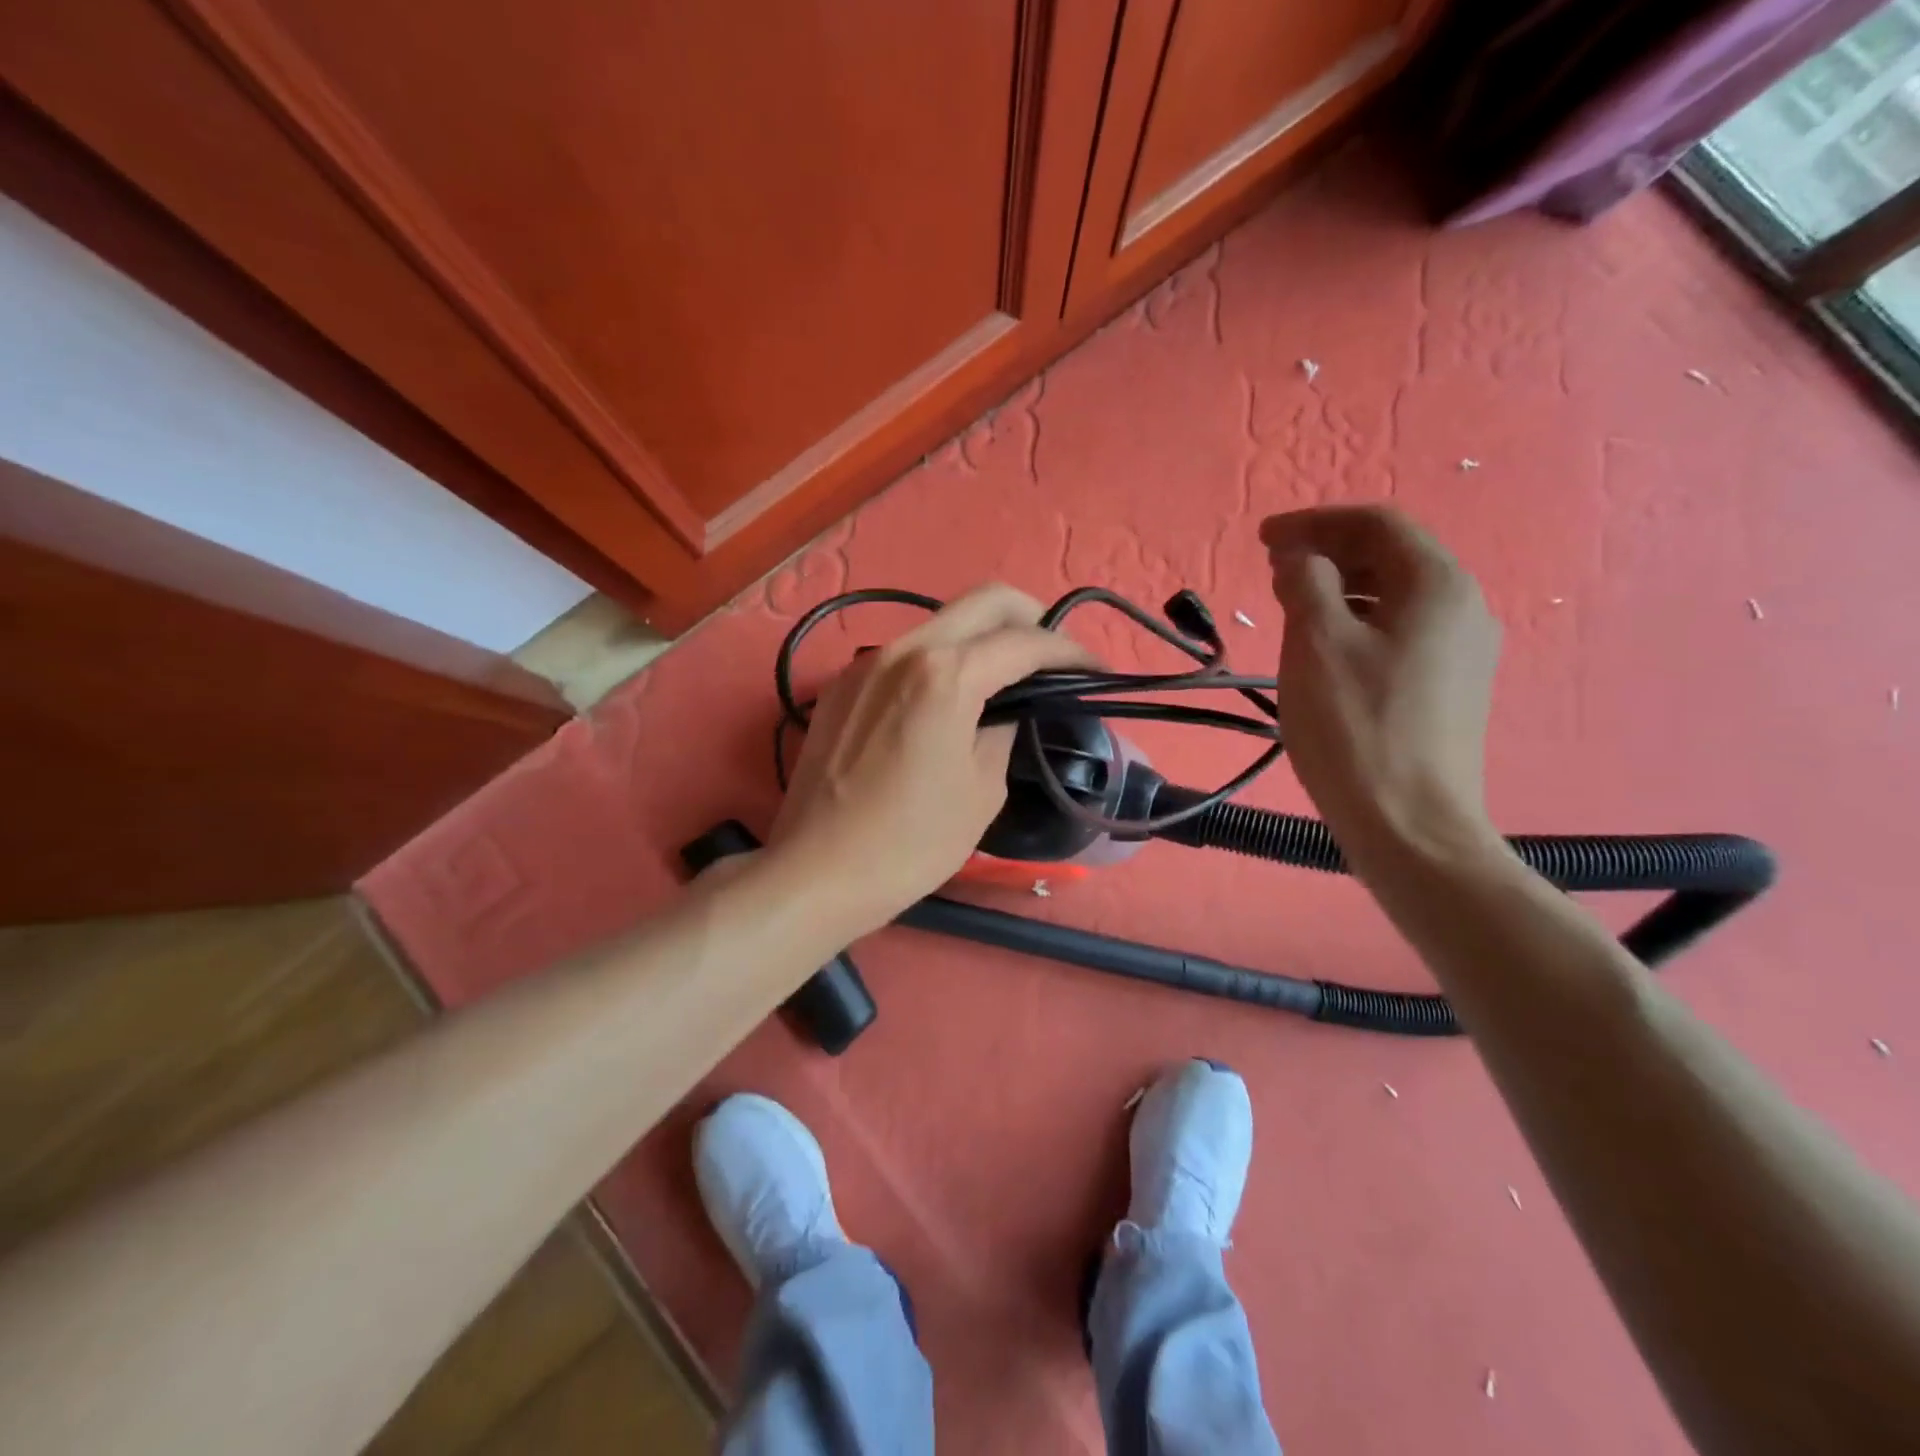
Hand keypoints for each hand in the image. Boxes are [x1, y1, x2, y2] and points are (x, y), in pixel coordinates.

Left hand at [767, 583, 1091, 933]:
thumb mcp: (982, 790)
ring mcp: (866, 663)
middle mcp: (904, 649)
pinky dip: (940, 661)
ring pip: (940, 622)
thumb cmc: (911, 842)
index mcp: (945, 674)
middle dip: (1031, 618)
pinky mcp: (842, 686)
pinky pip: (905, 653)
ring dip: (981, 638)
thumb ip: (1005, 732)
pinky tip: (945, 702)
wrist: (816, 872)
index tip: (1096, 671)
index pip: (1025, 641)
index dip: (1071, 652)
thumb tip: (1009, 709)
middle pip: (984, 601)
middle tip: (1051, 659)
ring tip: (1002, 681)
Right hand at [1261, 506, 1501, 865]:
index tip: (1261, 539)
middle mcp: (1463, 606)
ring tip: (1291, 609)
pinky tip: (1325, 649)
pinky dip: (1358, 623)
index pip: (1375, 524)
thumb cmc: (1356, 727)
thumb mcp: (1316, 644)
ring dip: (1340, 590)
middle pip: (1390, 556)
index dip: (1314, 522)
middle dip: (1327, 554)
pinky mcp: (1450, 687)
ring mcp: (1463, 650)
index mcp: (1437, 584)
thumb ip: (1305, 583)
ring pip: (1394, 596)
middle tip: (1273, 573)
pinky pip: (1400, 632)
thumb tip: (1300, 558)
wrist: (1410, 824)